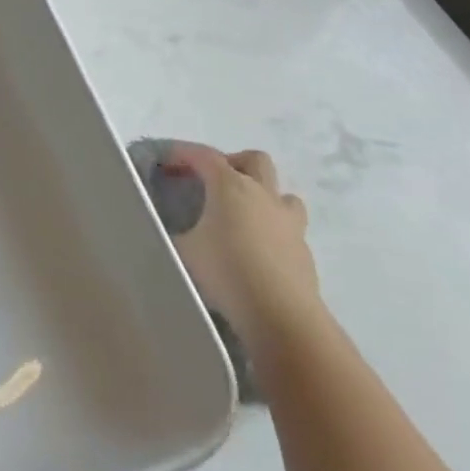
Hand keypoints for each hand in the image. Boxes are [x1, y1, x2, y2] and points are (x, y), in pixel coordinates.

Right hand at [159, 143, 320, 348]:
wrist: (282, 317)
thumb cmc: (227, 272)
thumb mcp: (184, 251)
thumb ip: (174, 233)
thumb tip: (169, 231)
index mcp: (230, 185)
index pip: (203, 155)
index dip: (182, 153)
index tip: (165, 159)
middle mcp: (263, 194)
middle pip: (254, 160)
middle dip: (233, 163)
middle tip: (213, 182)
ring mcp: (289, 222)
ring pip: (281, 192)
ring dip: (263, 195)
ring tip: (243, 214)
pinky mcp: (304, 251)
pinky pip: (289, 228)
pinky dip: (273, 230)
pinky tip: (258, 251)